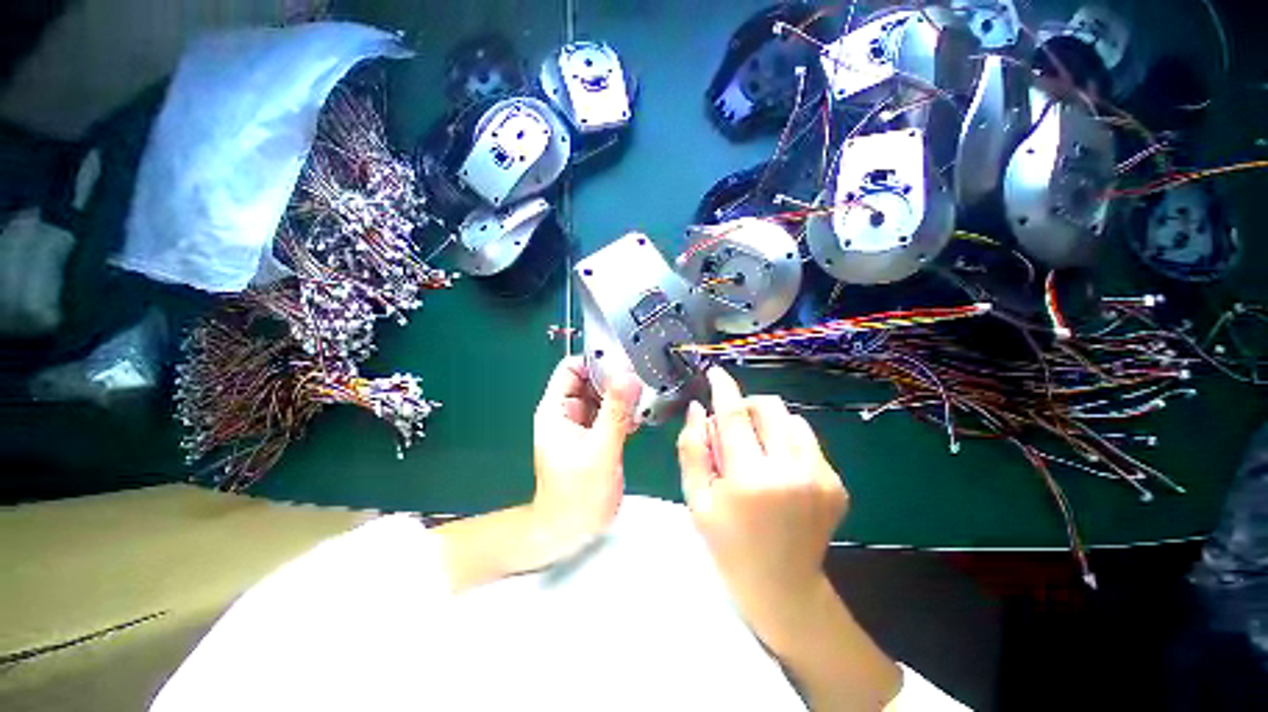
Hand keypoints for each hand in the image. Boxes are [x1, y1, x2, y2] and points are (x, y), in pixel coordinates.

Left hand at [532, 356, 640, 561]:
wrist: (572, 531)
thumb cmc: (578, 494)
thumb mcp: (599, 449)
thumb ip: (615, 412)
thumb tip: (629, 375)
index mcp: (556, 409)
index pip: (571, 368)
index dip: (595, 362)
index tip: (624, 363)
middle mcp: (567, 412)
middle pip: (590, 380)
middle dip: (613, 379)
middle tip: (640, 380)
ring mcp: (581, 424)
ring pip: (602, 396)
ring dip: (621, 396)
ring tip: (642, 400)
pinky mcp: (595, 436)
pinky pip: (609, 413)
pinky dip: (623, 412)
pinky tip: (637, 420)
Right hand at [677, 368, 848, 653]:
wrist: (782, 585)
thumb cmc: (728, 543)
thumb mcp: (696, 499)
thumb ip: (692, 449)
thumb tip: (698, 408)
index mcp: (751, 480)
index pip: (733, 416)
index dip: (723, 388)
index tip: (715, 372)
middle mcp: (791, 472)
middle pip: (769, 407)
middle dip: (746, 405)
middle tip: (733, 427)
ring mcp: (821, 477)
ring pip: (791, 418)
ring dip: (768, 422)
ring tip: (756, 449)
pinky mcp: (836, 482)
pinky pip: (807, 439)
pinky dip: (787, 440)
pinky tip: (778, 468)